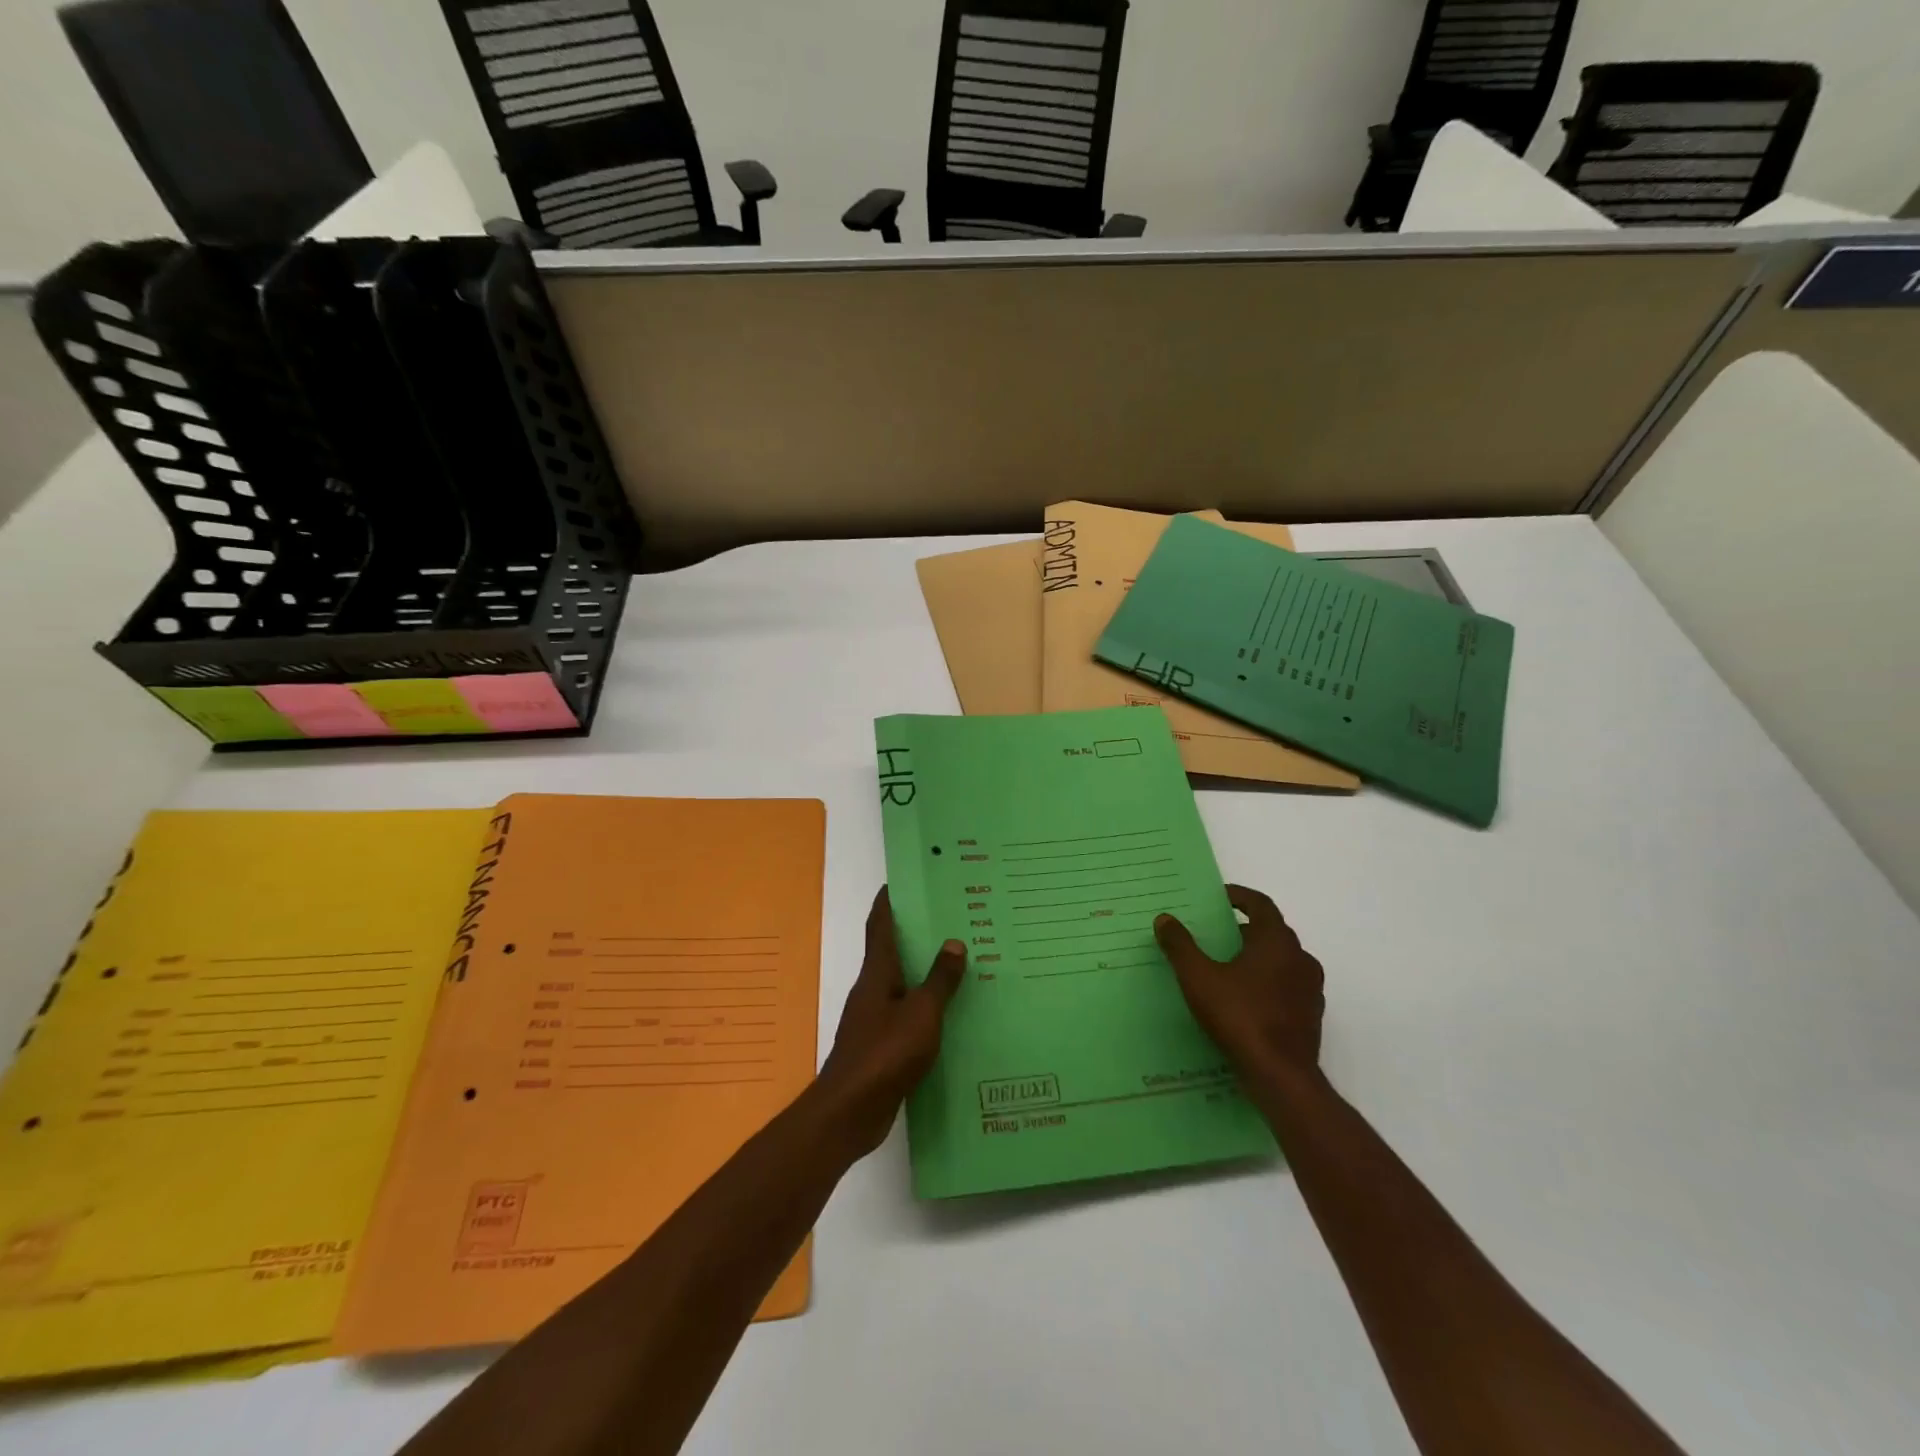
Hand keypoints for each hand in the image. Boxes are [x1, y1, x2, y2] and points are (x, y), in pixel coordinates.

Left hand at [815, 888, 966, 1157]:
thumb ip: (939, 980)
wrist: (850, 1112)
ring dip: (924, 972)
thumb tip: (953, 942)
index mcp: (878, 974)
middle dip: (915, 934)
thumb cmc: (885, 1053)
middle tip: (949, 919)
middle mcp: (873, 990)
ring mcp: (875, 1020)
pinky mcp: (881, 1047)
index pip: (881, 926)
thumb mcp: (922, 1013)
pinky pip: (907, 1015)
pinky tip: (950, 1015)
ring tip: (959, 963)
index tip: (902, 881)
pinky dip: (926, 1007)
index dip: (888, 902)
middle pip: (892, 952)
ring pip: (902, 985)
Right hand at [1155, 885, 1323, 1076]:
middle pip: (1272, 932)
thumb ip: (1180, 946)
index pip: (1261, 905)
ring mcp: (1310, 989)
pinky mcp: (1311, 1016)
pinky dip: (1266, 983)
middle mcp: (1300, 959)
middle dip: (1244, 929)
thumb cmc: (1240, 1017)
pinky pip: (1286, 987)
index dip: (1239, 897)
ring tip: (1227, 968)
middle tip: (1215, 935)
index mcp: (1277, 942)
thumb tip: (1164, 918)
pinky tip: (1243, 1000)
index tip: (1219, 897)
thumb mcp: (1198, 978)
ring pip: (1281, 961)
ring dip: (1257, 957)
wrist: (1281, 1077)